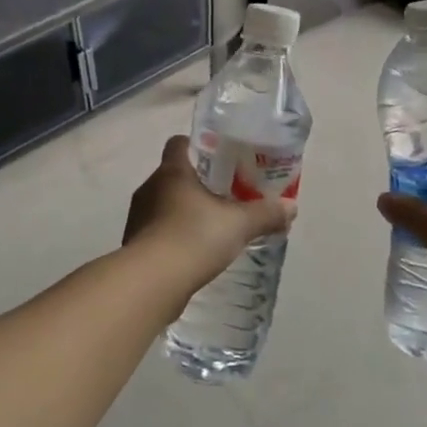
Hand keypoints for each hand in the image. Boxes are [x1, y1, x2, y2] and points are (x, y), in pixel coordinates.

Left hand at [125, 135, 295, 295]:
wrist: (151, 282)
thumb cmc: (194, 238)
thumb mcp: (239, 225)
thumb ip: (265, 214)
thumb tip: (291, 207)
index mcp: (172, 171)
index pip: (179, 144)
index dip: (198, 146)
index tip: (220, 158)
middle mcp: (150, 187)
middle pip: (173, 174)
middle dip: (197, 183)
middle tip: (225, 195)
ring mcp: (138, 216)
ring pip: (164, 204)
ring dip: (184, 211)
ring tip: (211, 226)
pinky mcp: (135, 243)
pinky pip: (158, 230)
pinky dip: (174, 235)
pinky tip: (194, 252)